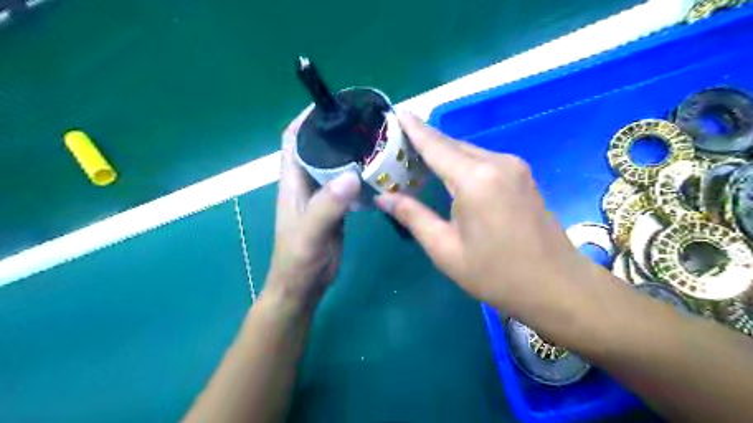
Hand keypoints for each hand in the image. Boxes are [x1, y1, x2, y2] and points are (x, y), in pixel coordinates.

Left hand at [267, 108, 363, 311]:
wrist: (304, 285)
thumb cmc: (299, 259)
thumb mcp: (311, 232)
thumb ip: (327, 206)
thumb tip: (352, 175)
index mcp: (293, 180)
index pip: (293, 138)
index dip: (307, 118)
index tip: (333, 105)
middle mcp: (306, 182)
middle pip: (317, 146)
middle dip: (336, 130)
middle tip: (365, 122)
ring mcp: (321, 194)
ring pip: (334, 163)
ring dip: (350, 151)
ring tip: (375, 141)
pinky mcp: (334, 206)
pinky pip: (346, 182)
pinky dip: (359, 173)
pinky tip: (377, 171)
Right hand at [374, 113, 594, 319]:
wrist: (556, 286)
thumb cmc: (496, 273)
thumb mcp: (445, 249)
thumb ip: (413, 216)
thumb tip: (383, 197)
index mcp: (475, 180)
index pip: (435, 146)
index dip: (414, 129)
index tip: (397, 113)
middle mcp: (496, 162)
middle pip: (452, 145)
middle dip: (425, 141)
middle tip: (398, 144)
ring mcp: (514, 167)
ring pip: (468, 151)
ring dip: (443, 153)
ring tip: (417, 159)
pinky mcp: (522, 175)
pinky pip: (483, 160)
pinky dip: (462, 162)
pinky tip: (449, 172)